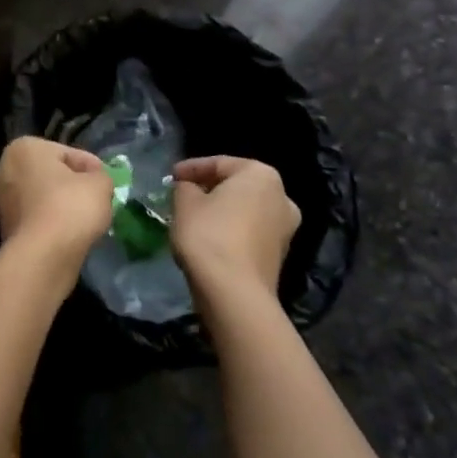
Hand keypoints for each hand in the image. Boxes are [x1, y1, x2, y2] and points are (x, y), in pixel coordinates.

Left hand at [0, 137, 113, 267]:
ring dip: (61, 205)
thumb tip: (95, 181)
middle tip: (97, 199)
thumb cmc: (70, 207)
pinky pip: (36, 219)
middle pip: (50, 174)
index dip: (91, 167)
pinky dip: (51, 223)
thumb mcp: (100, 184)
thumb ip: (100, 176)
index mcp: (23, 148)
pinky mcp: (4, 229)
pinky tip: (70, 234)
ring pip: (41, 197)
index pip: (67, 153)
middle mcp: (4, 169)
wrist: (42, 257)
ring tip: (86, 219)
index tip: (106, 182)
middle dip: (72, 185)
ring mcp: (1, 201)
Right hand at [171, 156, 300, 302]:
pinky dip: (230, 231)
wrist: (235, 294)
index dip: (191, 168)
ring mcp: (285, 228)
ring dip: (221, 211)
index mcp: (261, 174)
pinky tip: (209, 238)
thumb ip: (185, 186)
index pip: (219, 163)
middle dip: (209, 189)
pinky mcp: (279, 255)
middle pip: (236, 186)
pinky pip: (249, 232)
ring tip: (193, 217)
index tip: (171, 177)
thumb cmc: (209, 235)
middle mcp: (282, 197)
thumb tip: (189, 188)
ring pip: (244, 210)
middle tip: (182, 195)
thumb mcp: (185, 201)